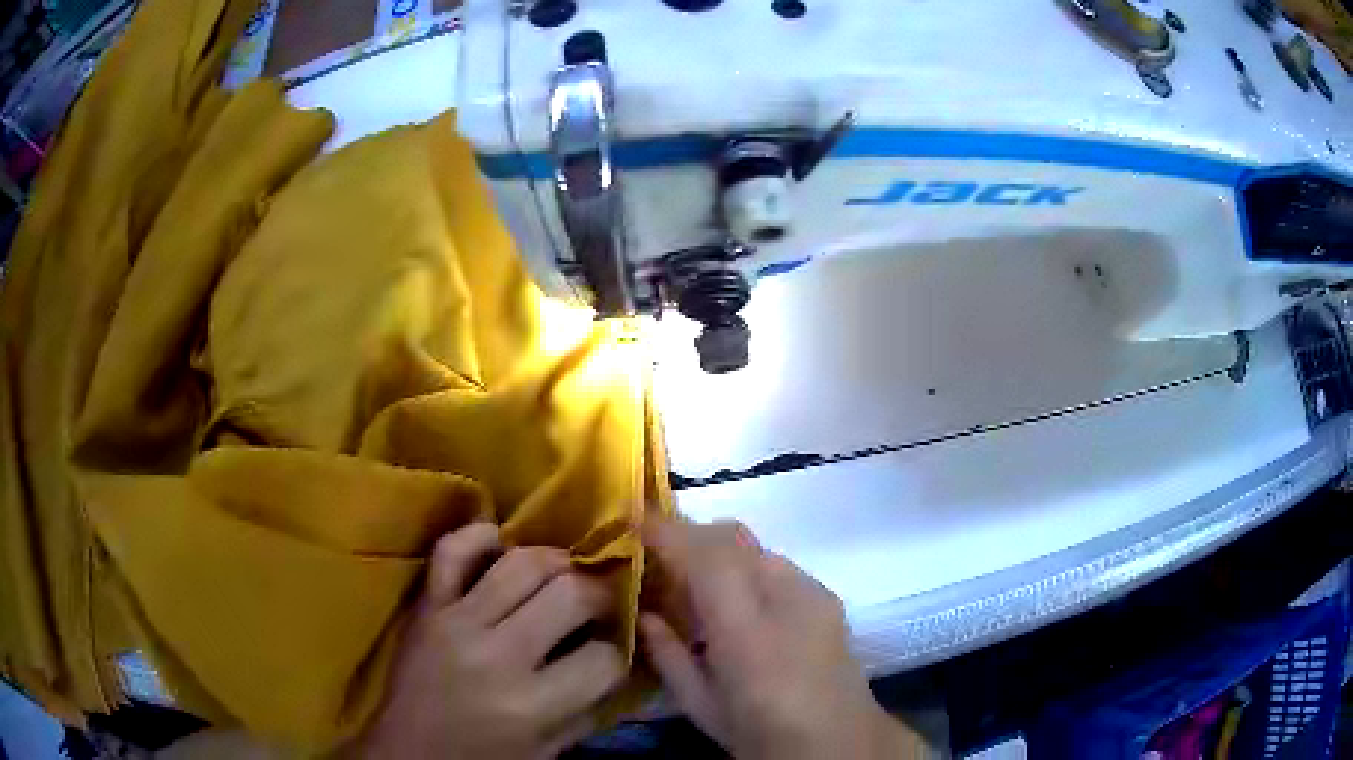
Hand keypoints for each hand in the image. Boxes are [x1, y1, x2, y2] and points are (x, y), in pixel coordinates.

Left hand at [356, 523, 625, 758]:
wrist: (405, 752)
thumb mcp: (546, 752)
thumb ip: (588, 709)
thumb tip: (621, 660)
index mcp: (530, 706)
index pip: (604, 659)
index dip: (619, 652)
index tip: (614, 648)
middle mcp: (496, 656)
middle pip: (570, 594)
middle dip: (600, 595)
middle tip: (600, 604)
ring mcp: (455, 622)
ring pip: (521, 563)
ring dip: (557, 561)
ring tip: (564, 574)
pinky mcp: (425, 606)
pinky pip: (451, 550)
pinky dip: (480, 536)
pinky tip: (501, 544)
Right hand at [639, 517, 920, 759]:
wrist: (838, 742)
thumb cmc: (759, 729)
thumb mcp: (699, 704)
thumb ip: (667, 654)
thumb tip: (643, 614)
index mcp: (746, 630)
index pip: (702, 555)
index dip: (665, 530)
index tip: (632, 521)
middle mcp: (785, 596)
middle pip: (731, 536)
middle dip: (690, 534)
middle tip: (658, 557)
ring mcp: (812, 591)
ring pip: (753, 547)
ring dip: (718, 553)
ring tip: (694, 582)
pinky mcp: (826, 597)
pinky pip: (775, 565)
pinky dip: (745, 569)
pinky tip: (737, 602)